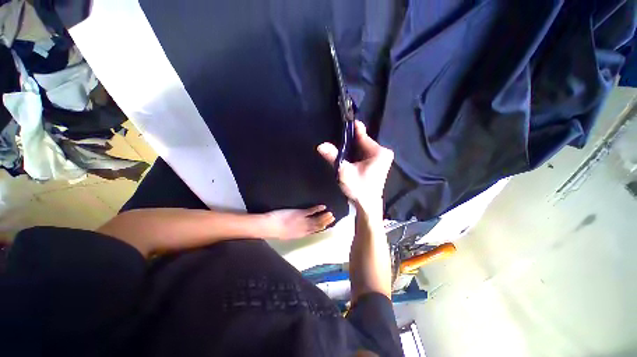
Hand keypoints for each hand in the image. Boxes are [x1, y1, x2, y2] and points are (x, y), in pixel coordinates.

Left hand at [260, 205, 334, 239]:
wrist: (269, 226)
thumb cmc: (275, 230)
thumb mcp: (286, 234)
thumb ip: (295, 231)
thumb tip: (299, 229)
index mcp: (300, 234)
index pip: (314, 231)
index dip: (321, 228)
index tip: (326, 225)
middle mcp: (304, 229)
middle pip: (318, 226)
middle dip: (325, 222)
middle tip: (332, 218)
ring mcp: (303, 221)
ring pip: (317, 220)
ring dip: (324, 216)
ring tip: (330, 213)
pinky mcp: (300, 213)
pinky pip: (311, 211)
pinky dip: (318, 209)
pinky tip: (323, 206)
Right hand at [317, 120, 393, 213]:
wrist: (367, 205)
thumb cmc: (359, 189)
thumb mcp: (345, 172)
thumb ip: (333, 157)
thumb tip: (321, 145)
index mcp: (379, 152)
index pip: (363, 135)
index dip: (351, 129)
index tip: (340, 122)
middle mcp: (382, 152)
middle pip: (362, 141)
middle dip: (349, 141)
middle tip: (335, 139)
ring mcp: (380, 158)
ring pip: (361, 147)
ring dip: (351, 148)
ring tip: (339, 147)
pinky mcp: (376, 163)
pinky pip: (363, 153)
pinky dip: (354, 154)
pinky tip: (346, 156)